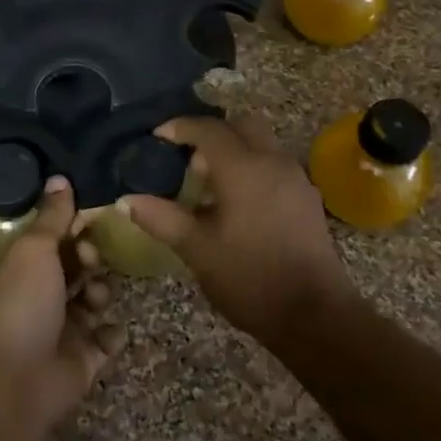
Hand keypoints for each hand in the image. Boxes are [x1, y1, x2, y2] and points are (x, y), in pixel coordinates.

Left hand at [0, 177, 125, 437]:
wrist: (16, 379)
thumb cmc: (21, 303)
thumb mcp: (34, 249)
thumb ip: (52, 216)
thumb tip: (59, 177)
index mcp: (24, 268)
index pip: (54, 240)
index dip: (73, 227)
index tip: (93, 217)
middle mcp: (42, 296)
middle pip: (77, 268)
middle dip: (90, 259)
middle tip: (92, 259)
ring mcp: (63, 330)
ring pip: (94, 300)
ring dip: (100, 293)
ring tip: (95, 298)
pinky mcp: (83, 360)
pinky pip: (106, 339)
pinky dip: (111, 333)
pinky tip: (108, 329)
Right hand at [124, 116, 355, 350]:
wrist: (314, 314)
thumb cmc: (249, 278)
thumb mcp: (197, 250)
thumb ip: (161, 218)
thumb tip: (126, 200)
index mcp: (243, 169)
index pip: (208, 129)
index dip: (180, 128)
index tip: (158, 137)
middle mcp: (273, 162)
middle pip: (241, 126)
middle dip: (212, 133)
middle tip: (188, 160)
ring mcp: (296, 179)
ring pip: (262, 144)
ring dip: (235, 151)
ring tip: (210, 185)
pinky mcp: (307, 198)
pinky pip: (275, 165)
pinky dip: (253, 168)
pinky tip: (239, 204)